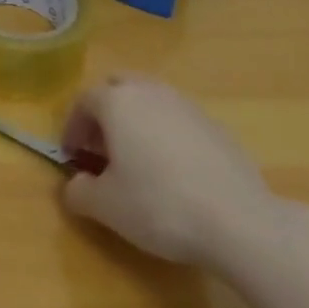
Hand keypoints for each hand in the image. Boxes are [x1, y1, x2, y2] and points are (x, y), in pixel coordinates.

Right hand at [59, 73, 280, 266]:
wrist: (237, 220)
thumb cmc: (159, 205)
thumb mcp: (106, 206)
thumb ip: (79, 191)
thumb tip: (74, 185)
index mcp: (117, 101)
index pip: (83, 100)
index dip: (72, 126)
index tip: (71, 155)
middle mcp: (149, 90)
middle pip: (117, 87)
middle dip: (103, 113)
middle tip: (101, 148)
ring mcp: (186, 104)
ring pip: (149, 99)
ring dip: (135, 120)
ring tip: (136, 159)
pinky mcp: (214, 125)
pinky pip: (177, 119)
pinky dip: (165, 134)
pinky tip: (173, 171)